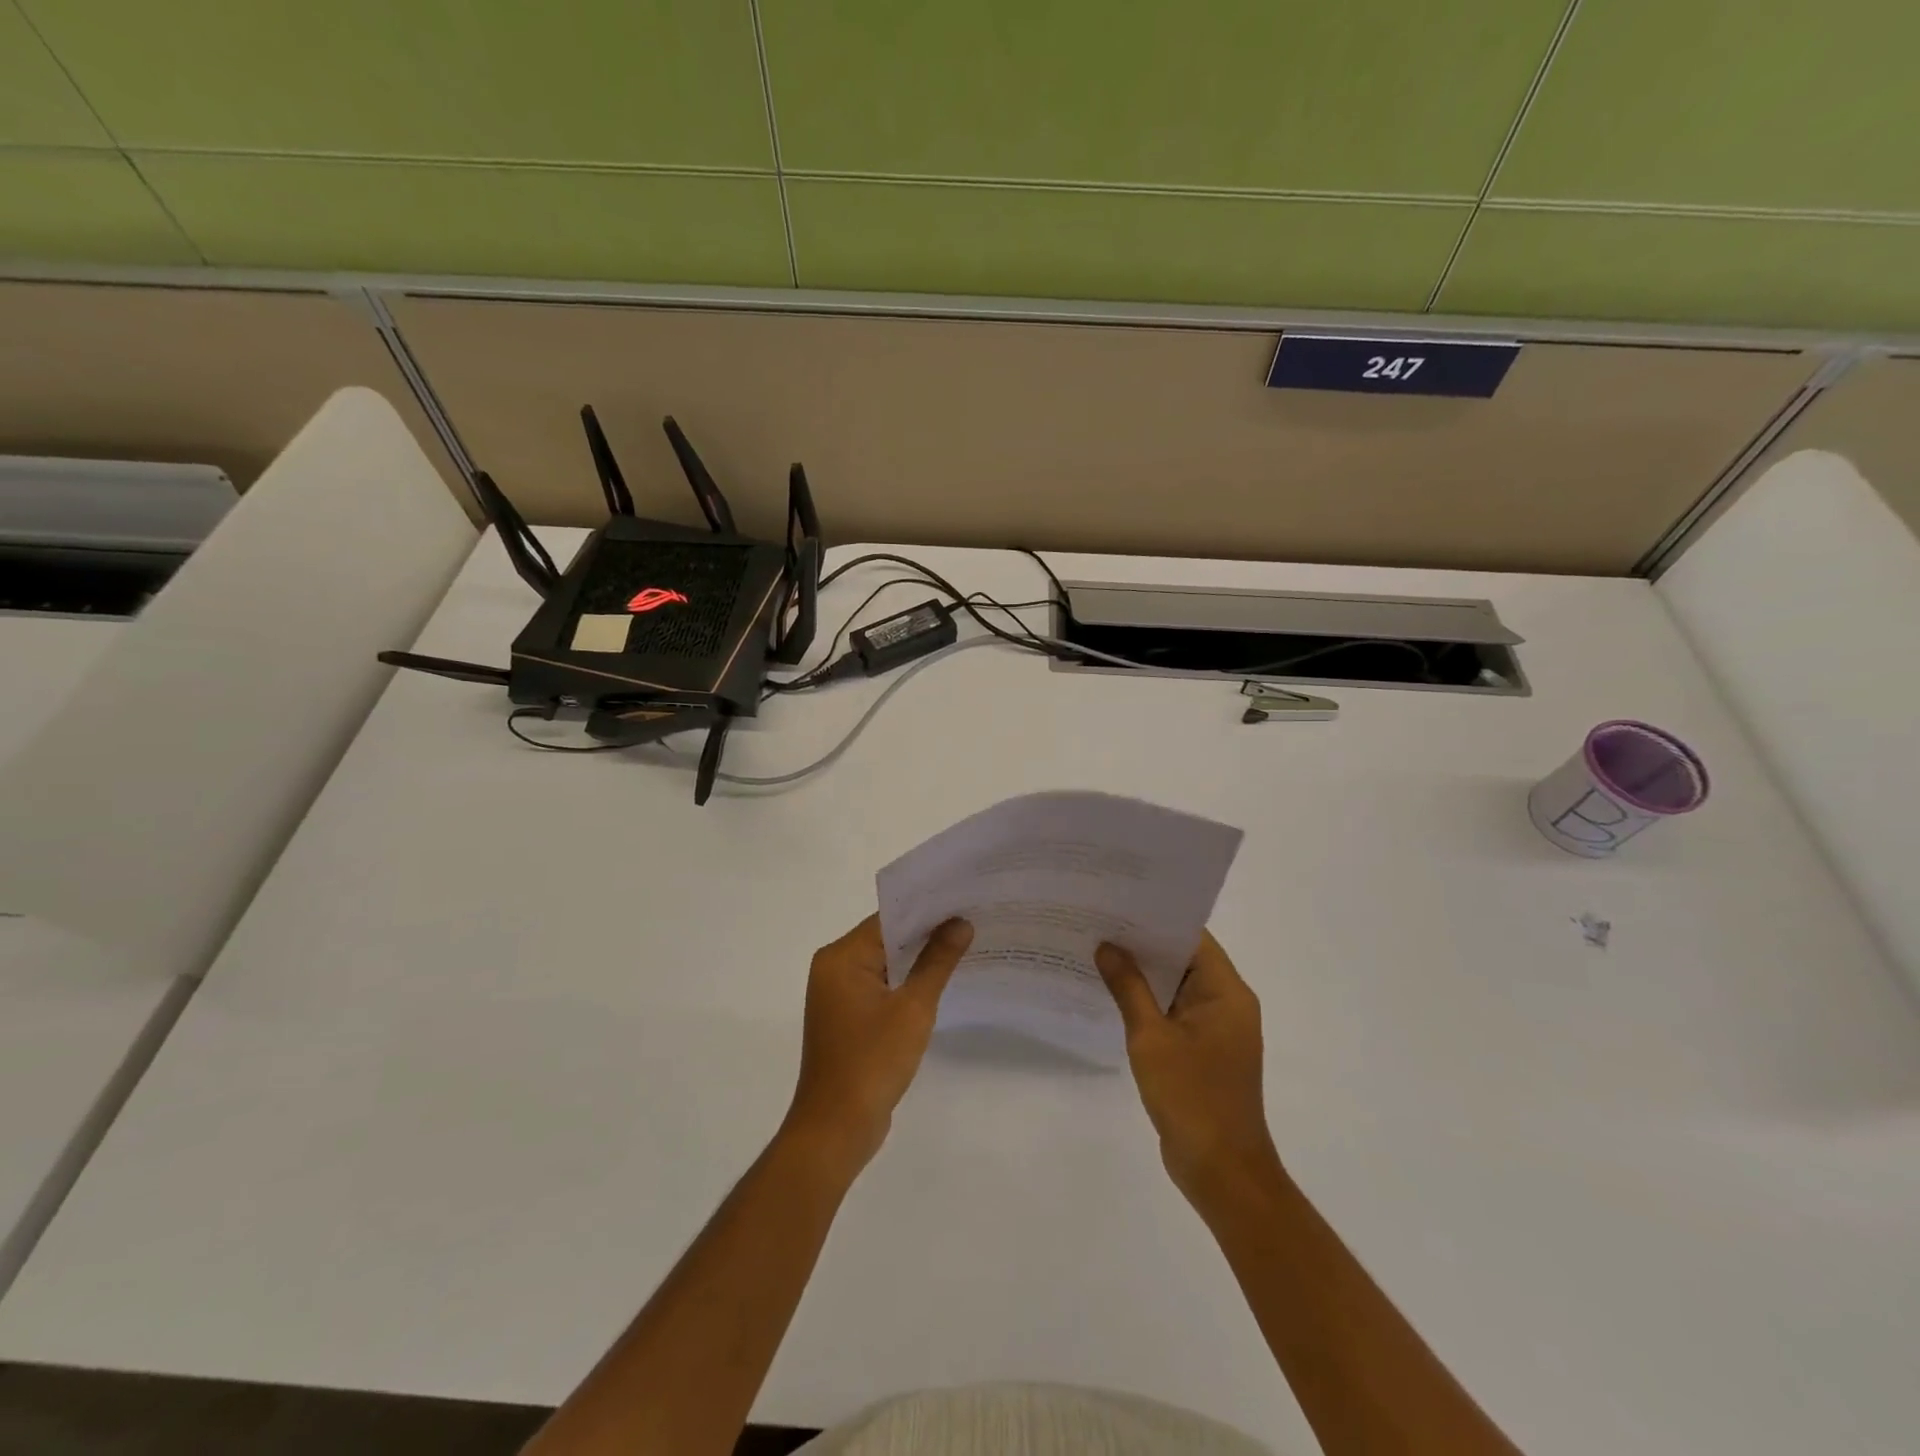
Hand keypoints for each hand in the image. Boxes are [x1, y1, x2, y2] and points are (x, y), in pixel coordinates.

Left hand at [785, 914, 972, 1173]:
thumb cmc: (872, 1062)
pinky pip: (881, 986)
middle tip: (972, 919)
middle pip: (886, 938)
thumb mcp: (913, 1008)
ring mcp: (838, 994)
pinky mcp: (847, 1016)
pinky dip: (906, 982)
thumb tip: (960, 923)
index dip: (926, 910)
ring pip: (885, 963)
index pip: (888, 919)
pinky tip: (940, 981)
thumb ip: (937, 961)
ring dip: (918, 958)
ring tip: (965, 944)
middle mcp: (834, 968)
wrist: (836, 1129)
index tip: (963, 901)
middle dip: (927, 932)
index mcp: (841, 957)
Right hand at [1096, 932, 1280, 1209]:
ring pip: (1177, 986)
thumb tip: (1107, 946)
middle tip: (1099, 923)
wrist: (1222, 1171)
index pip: (1192, 938)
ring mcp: (1216, 1029)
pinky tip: (1113, 995)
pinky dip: (1148, 1002)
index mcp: (1226, 992)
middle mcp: (1227, 1003)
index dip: (1156, 919)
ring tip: (1098, 951)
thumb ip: (1128, 988)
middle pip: (1184, 959)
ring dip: (1143, 974)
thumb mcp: (1152, 1038)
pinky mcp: (1203, 1051)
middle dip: (1143, 944)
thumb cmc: (1192, 1098)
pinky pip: (1174, 1012)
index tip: (1119, 904)